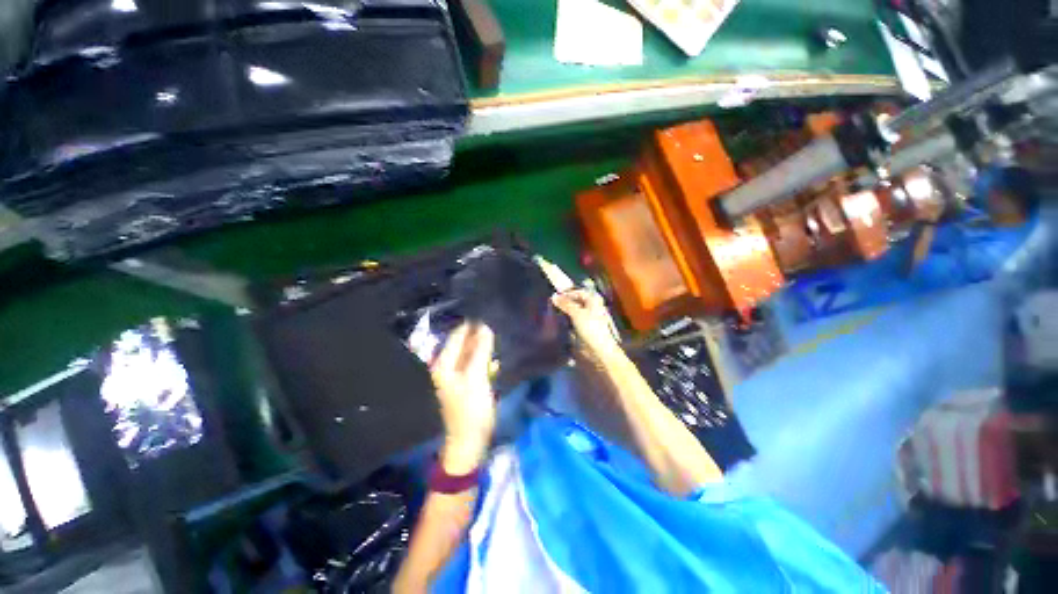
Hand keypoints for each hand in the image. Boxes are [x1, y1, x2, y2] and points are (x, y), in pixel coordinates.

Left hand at [430, 322, 495, 473]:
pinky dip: (483, 358)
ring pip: (469, 353)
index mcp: (444, 364)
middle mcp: (446, 367)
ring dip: (481, 345)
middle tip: (495, 322)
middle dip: (477, 334)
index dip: (472, 324)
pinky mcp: (465, 383)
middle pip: (462, 344)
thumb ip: (480, 351)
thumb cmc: (471, 409)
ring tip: (497, 334)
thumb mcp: (477, 377)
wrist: (469, 442)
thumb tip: (485, 327)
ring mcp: (455, 376)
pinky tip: (494, 355)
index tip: (488, 312)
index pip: (458, 335)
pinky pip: (474, 363)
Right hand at [552, 288, 620, 357]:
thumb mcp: (577, 313)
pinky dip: (565, 320)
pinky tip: (557, 321)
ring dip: (563, 311)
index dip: (567, 293)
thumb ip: (565, 304)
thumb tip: (553, 296)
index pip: (578, 292)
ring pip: (572, 311)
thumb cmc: (591, 328)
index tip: (555, 296)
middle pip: (575, 301)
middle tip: (551, 303)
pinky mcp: (582, 328)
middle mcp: (590, 307)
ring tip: (552, 312)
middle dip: (564, 302)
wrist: (598, 350)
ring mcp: (586, 318)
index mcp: (593, 300)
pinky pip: (571, 320)